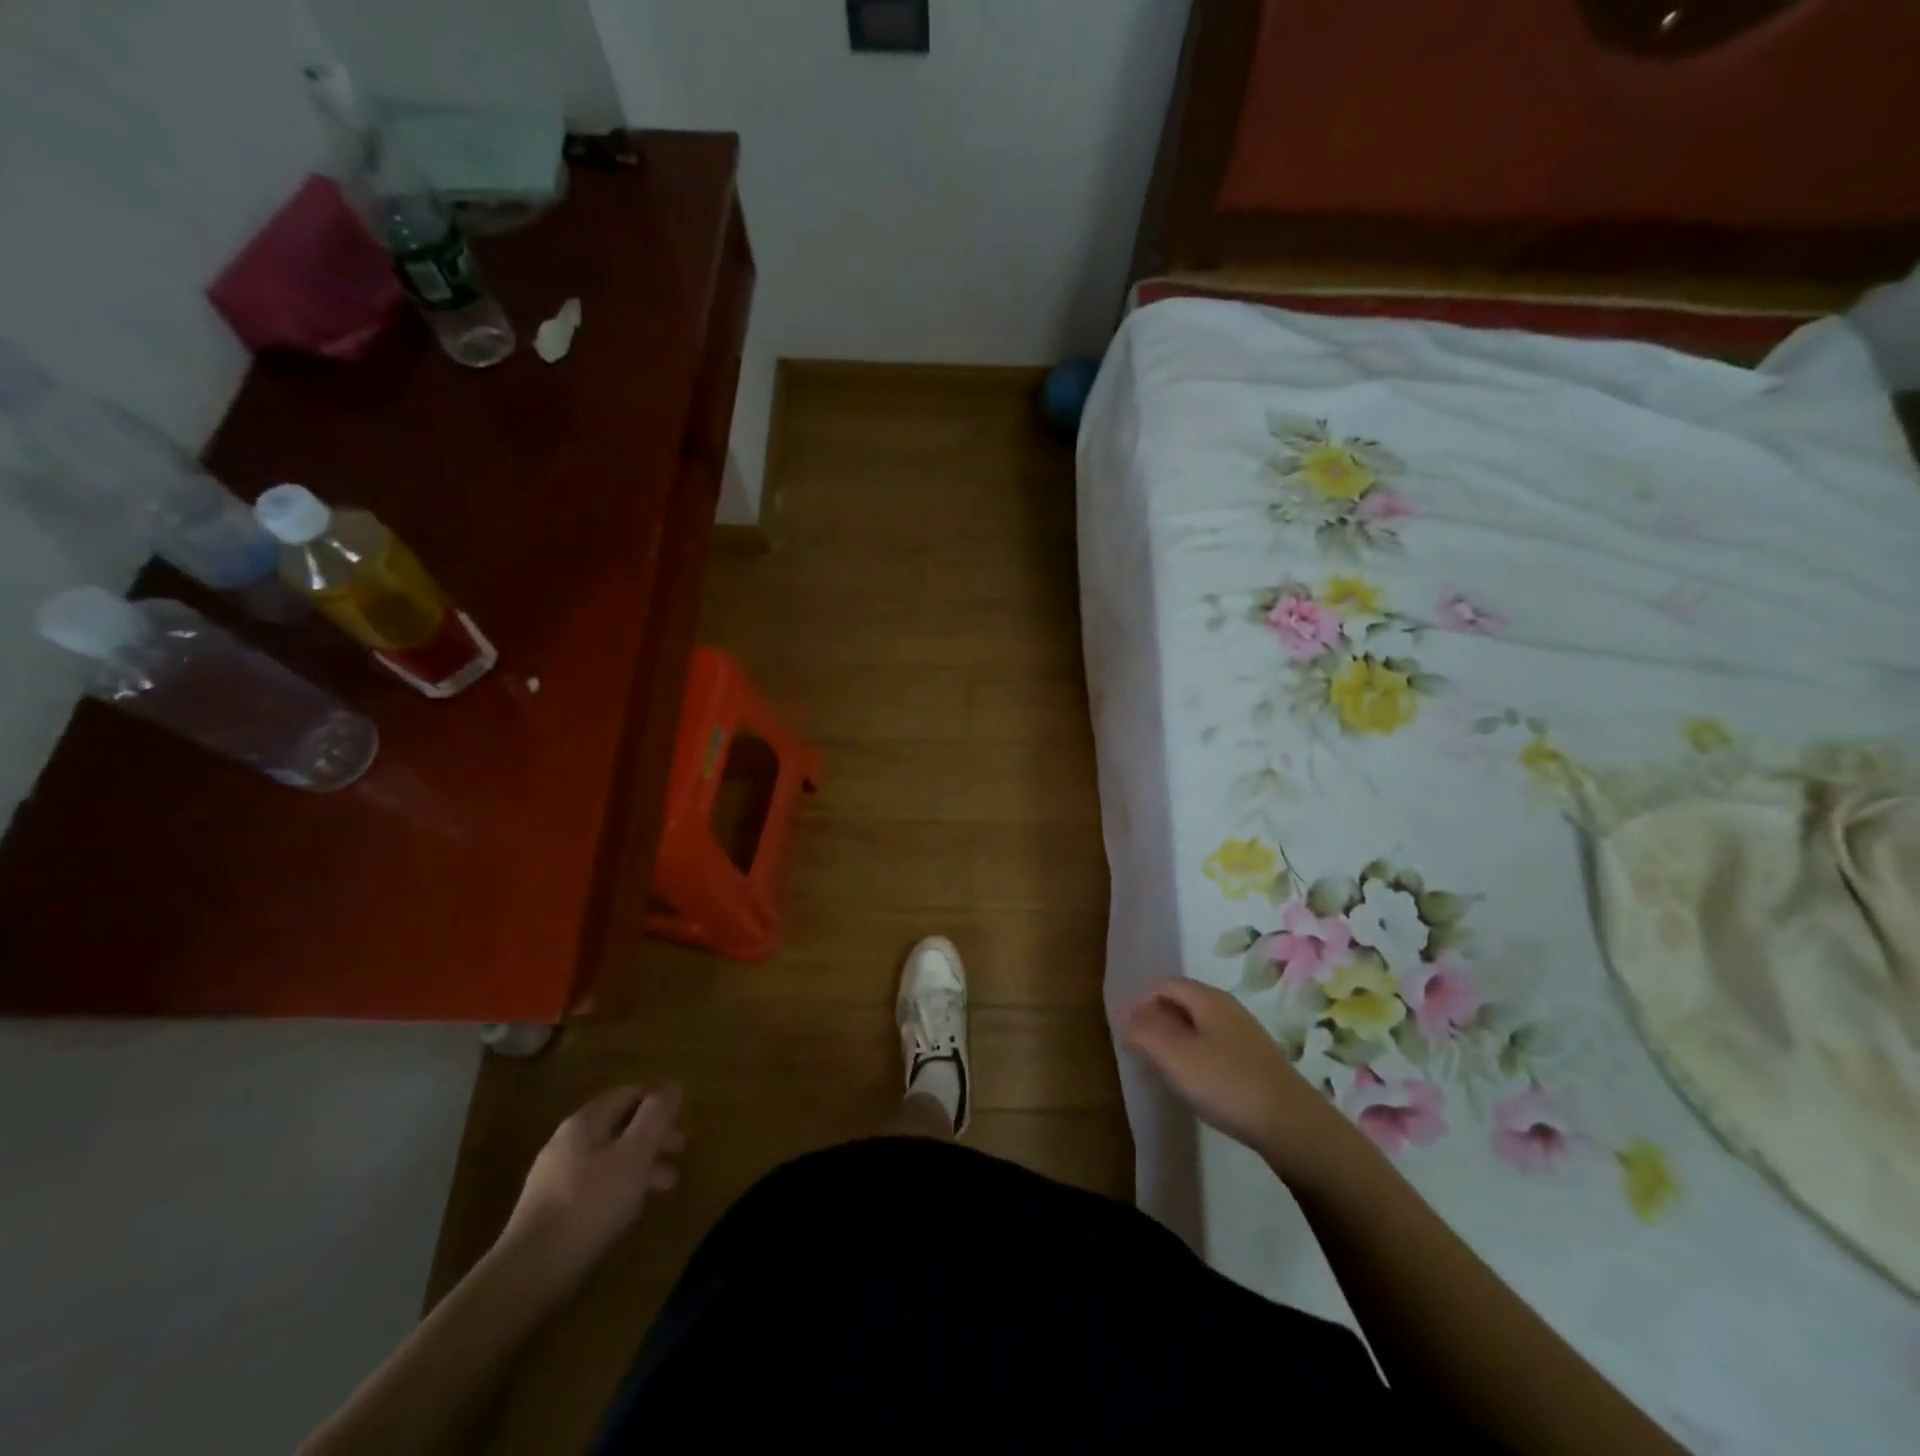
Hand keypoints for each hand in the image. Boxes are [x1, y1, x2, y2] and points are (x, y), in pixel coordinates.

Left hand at [500, 1084, 684, 1289]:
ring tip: (665, 1186)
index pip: (628, 1094)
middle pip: (619, 1126)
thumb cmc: (590, 1205)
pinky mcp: (550, 1210)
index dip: (658, 1102)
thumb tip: (671, 1085)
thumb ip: (655, 1117)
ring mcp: (554, 1177)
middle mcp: (567, 1142)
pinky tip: (630, 1208)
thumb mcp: (634, 1155)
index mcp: (585, 1122)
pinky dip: (619, 1187)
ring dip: (640, 1165)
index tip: (682, 1119)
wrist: (527, 1275)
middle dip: (652, 1136)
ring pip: (608, 1158)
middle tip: (680, 1152)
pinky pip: (594, 1185)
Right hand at [1119, 979, 1346, 1178]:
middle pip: (1182, 1001)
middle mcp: (1227, 1008)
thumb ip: (1144, 1031)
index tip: (1123, 1027)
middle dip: (1155, 1018)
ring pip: (1198, 1025)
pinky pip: (1213, 1046)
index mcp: (1208, 999)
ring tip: (1158, 1065)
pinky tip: (1192, 1081)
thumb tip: (1121, 1009)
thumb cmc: (1226, 1083)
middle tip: (1136, 1046)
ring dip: (1173, 1038)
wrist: (1292, 1126)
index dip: (1139, 999)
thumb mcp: (1175, 1057)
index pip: (1164, 984)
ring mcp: (1244, 1035)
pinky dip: (1193, 1055)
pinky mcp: (1254, 1062)